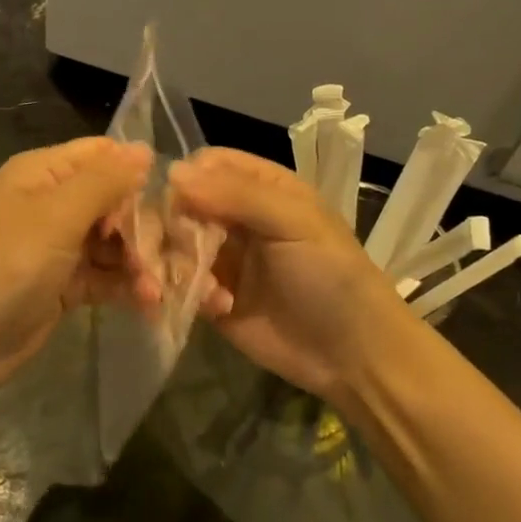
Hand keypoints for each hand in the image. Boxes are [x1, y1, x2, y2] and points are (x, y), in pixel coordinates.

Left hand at [0, 137, 154, 407]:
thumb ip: (104, 181)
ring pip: (113, 242)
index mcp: (43, 173)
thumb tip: (144, 148)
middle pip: (114, 200)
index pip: (102, 154)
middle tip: (165, 253)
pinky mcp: (62, 286)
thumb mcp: (56, 215)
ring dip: (140, 261)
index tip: (173, 196)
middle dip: (143, 224)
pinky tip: (149, 303)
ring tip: (158, 288)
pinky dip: (126, 287)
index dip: (136, 170)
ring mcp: (57, 247)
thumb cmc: (4, 266)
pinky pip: (104, 276)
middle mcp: (51, 203)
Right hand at [168, 148, 413, 404]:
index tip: (175, 203)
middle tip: (174, 250)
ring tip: (197, 286)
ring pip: (172, 245)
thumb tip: (173, 172)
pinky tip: (216, 308)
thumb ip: (237, 194)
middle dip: (169, 226)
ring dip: (173, 263)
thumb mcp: (293, 222)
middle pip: (180, 204)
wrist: (352, 356)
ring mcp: (220, 258)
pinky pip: (177, 284)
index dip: (185, 179)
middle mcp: (234, 217)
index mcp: (260, 187)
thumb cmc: (330, 276)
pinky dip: (184, 292)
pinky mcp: (209, 299)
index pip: (206, 165)